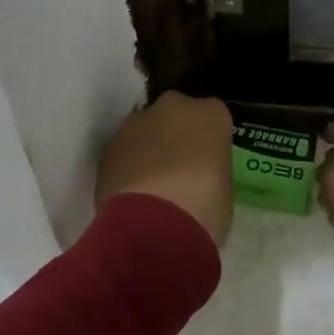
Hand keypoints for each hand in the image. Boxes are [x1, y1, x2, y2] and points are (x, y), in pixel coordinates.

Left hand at [95, 91, 234, 246]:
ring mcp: (136, 122)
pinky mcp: (109, 144)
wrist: (152, 227)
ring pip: (146, 129)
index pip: (214, 116)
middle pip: (176, 114)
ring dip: (148, 148)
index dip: (209, 140)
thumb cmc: (203, 210)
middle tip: (179, 167)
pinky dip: (128, 164)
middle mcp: (173, 106)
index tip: (208, 161)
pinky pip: (124, 150)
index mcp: (210, 114)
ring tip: (151, 185)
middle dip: (176, 134)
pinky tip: (131, 193)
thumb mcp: (224, 190)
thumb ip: (211, 168)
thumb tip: (198, 172)